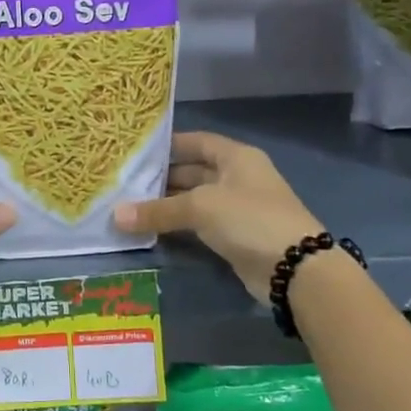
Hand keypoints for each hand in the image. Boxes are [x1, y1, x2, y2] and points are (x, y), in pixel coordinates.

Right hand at [112, 131, 324, 304]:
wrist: (295, 269)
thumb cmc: (249, 219)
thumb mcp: (200, 208)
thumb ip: (157, 210)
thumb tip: (115, 216)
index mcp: (236, 157)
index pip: (196, 142)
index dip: (168, 145)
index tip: (135, 151)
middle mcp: (237, 178)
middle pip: (192, 172)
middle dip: (160, 178)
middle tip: (123, 183)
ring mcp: (237, 208)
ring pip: (193, 200)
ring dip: (165, 205)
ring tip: (128, 207)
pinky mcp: (234, 236)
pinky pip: (199, 225)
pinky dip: (177, 226)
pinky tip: (150, 229)